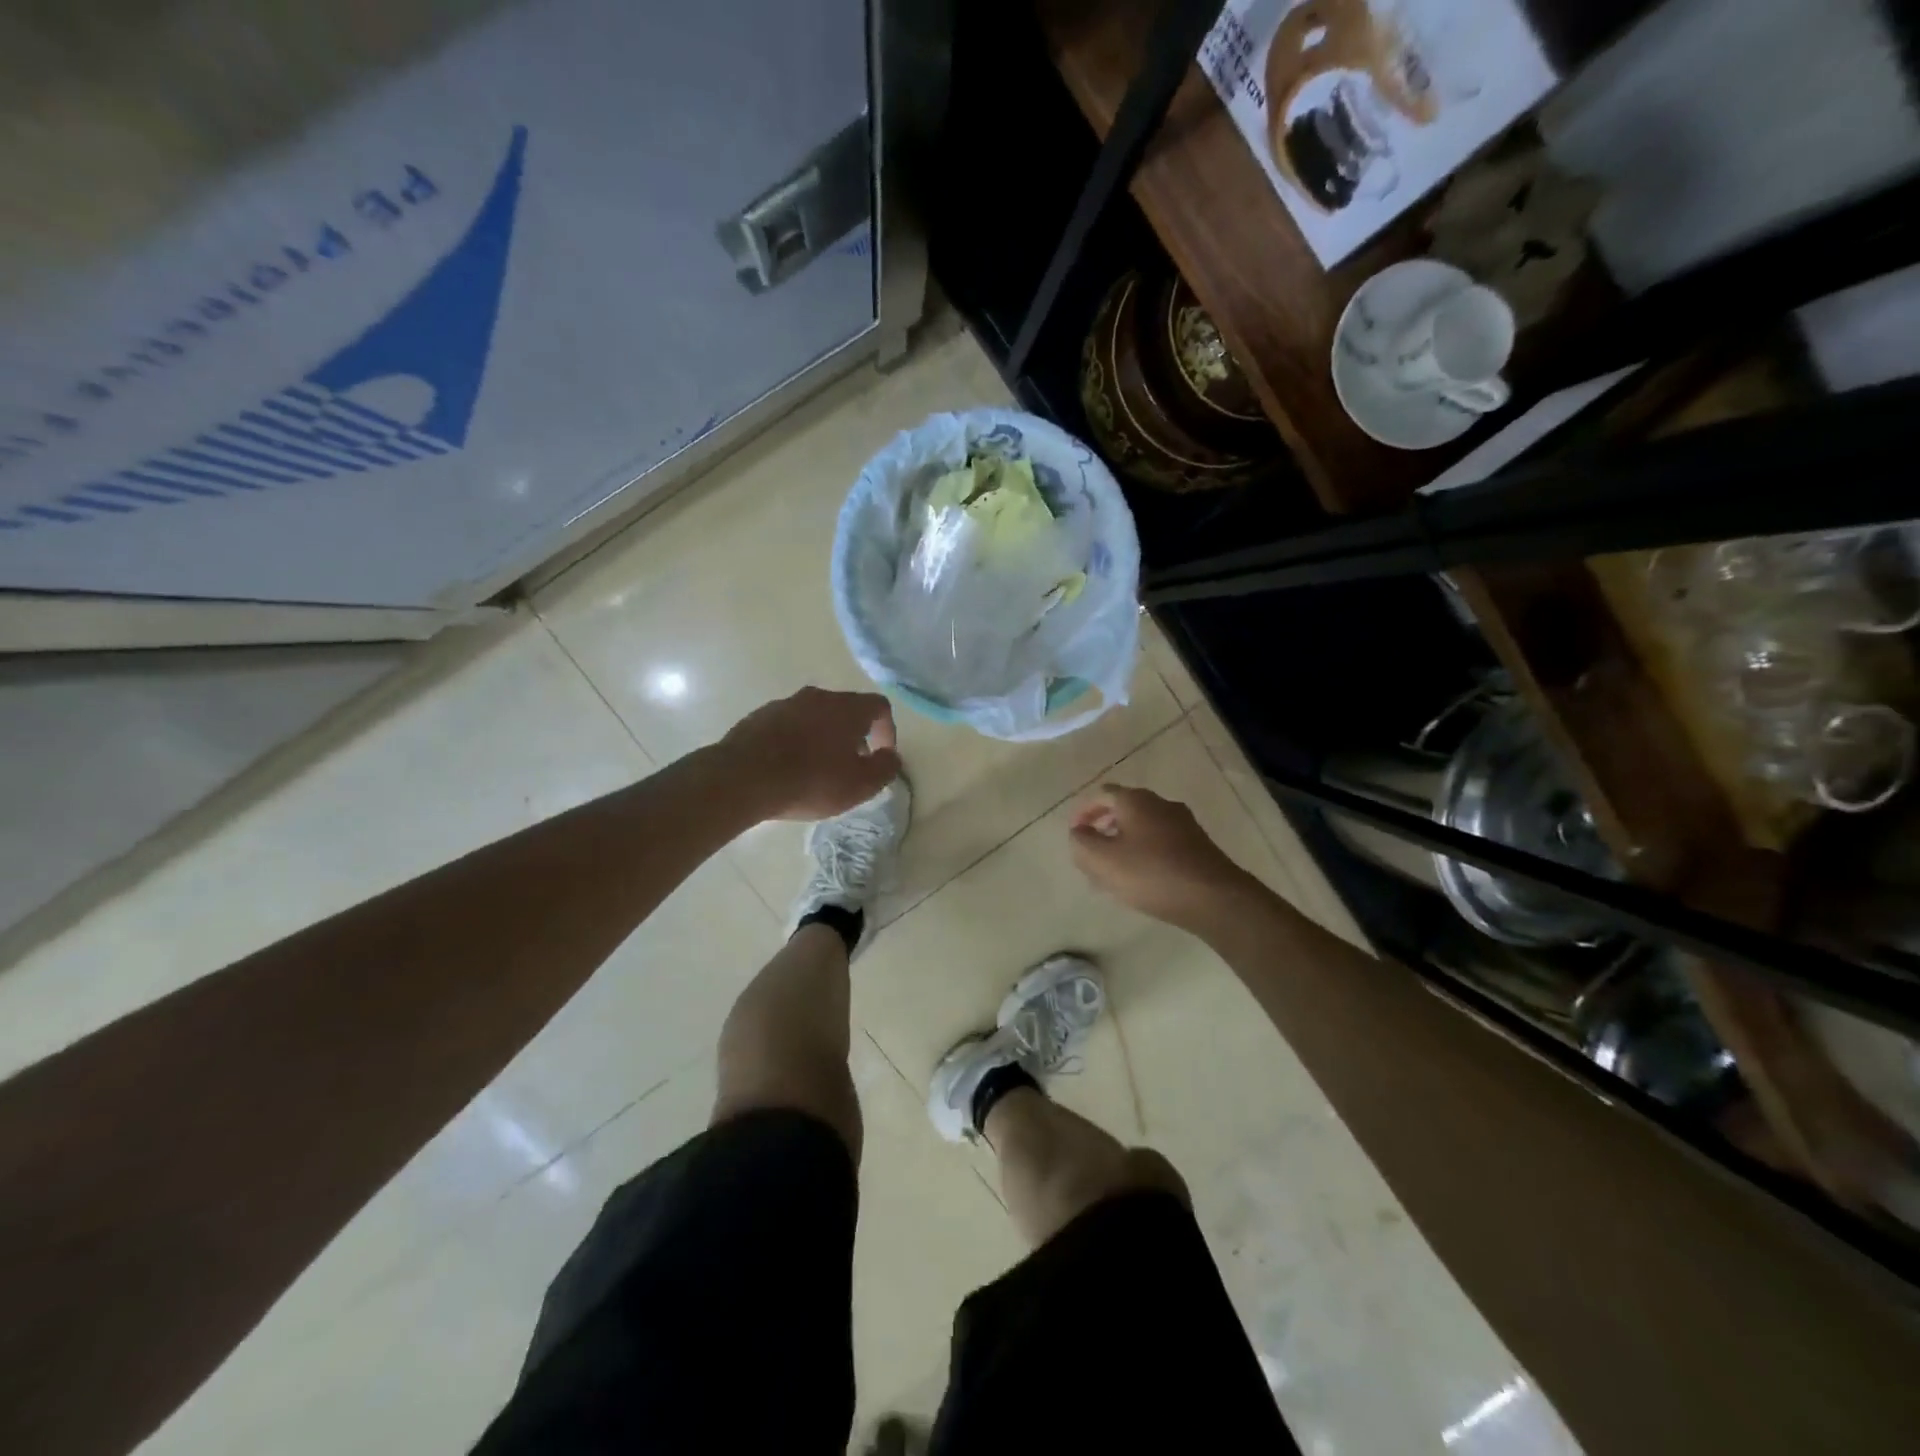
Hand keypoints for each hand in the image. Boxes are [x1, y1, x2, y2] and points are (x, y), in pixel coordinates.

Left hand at [722, 686, 902, 821]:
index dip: (887, 730)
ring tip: (818, 768)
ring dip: (824, 736)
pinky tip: (788, 767)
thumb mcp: (860, 785)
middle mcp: (819, 696)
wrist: (744, 777)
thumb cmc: (811, 780)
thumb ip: (885, 769)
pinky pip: (789, 724)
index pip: (880, 706)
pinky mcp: (759, 716)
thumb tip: (891, 756)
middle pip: (846, 709)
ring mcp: (786, 703)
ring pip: (815, 716)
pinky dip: (797, 740)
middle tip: (851, 764)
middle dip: (855, 735)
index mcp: (848, 708)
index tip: (882, 756)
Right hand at [1069, 784, 1251, 930]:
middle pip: (1124, 810)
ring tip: (1114, 872)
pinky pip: (1162, 843)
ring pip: (1144, 829)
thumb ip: (1082, 842)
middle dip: (1105, 829)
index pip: (1102, 795)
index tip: (1075, 833)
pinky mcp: (1198, 846)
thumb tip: (1079, 832)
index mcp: (1136, 800)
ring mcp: (1184, 824)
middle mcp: (1161, 804)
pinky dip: (1145, 854)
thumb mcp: (1102, 860)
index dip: (1084, 812)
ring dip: (1125, 844)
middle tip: (1092, 854)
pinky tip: (1142, 879)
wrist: (1214, 898)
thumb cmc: (1151, 874)